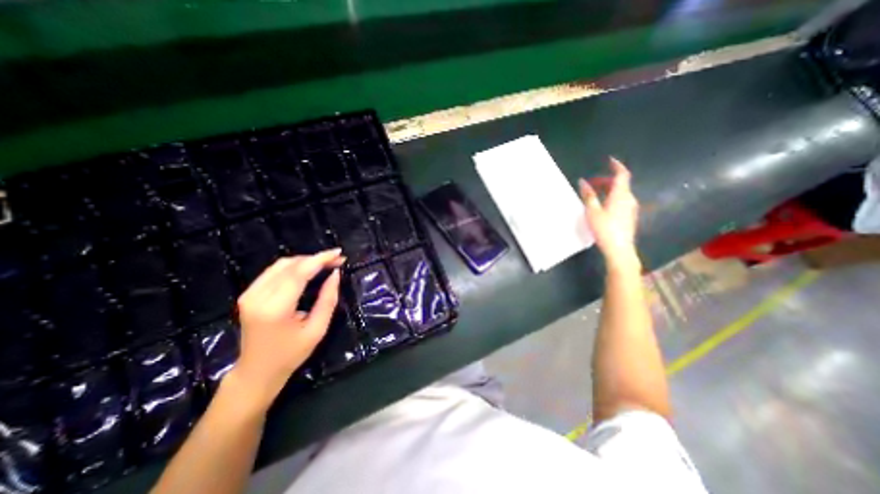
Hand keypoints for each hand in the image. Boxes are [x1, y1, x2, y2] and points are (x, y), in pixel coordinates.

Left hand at [229, 248, 342, 410]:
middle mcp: (257, 297)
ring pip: (281, 265)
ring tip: (325, 263)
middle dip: (316, 258)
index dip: (320, 259)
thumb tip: (335, 274)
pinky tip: (308, 269)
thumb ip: (328, 299)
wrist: (257, 372)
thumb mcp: (317, 329)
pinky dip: (294, 266)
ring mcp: (249, 294)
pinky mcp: (248, 294)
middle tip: (337, 260)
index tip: (339, 253)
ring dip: (305, 260)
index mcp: (275, 308)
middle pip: (290, 265)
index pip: (299, 273)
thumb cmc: (291, 354)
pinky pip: (273, 271)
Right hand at [580, 156, 639, 270]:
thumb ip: (588, 195)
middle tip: (591, 184)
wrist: (619, 249)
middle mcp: (629, 199)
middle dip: (606, 180)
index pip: (622, 174)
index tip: (609, 160)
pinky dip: (611, 198)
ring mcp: (631, 208)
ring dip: (608, 190)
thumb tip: (582, 182)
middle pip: (620, 184)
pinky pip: (621, 201)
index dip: (616, 165)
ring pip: (620, 193)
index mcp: (621, 195)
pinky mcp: (629, 216)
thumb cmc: (605, 229)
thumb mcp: (593, 211)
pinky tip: (601, 206)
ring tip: (593, 195)